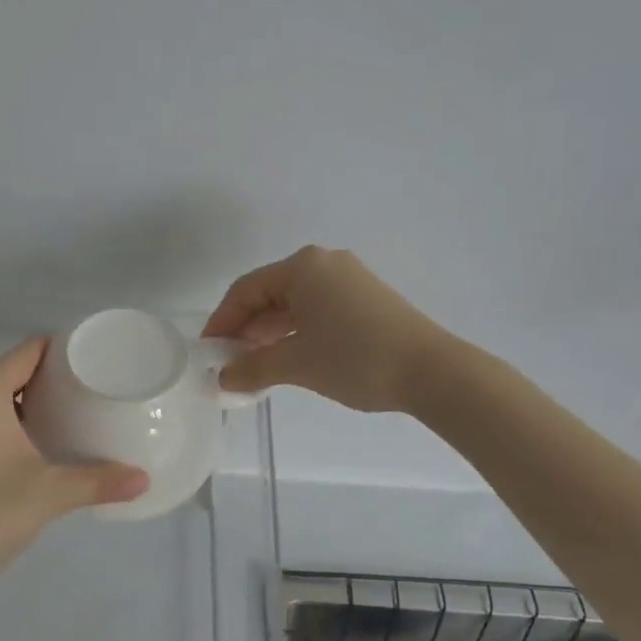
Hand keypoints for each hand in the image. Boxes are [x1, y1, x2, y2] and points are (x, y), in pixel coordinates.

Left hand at [0, 337, 149, 612]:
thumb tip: (145, 480)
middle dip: (44, 382)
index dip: (62, 352)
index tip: (93, 362)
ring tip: (61, 420)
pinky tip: (21, 446)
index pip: (27, 352)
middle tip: (85, 397)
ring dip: (19, 404)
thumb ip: (99, 481)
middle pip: (6, 372)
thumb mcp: (48, 495)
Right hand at [202, 246, 445, 411]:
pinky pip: (317, 309)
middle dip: (246, 328)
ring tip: (255, 365)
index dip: (222, 321)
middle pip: (269, 293)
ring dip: (270, 332)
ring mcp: (348, 279)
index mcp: (302, 267)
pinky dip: (297, 331)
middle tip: (230, 362)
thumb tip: (223, 377)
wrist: (432, 371)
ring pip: (294, 303)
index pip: (246, 290)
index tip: (208, 351)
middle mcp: (324, 263)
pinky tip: (289, 356)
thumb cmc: (355, 358)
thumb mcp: (296, 364)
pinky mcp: (366, 298)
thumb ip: (253, 368)